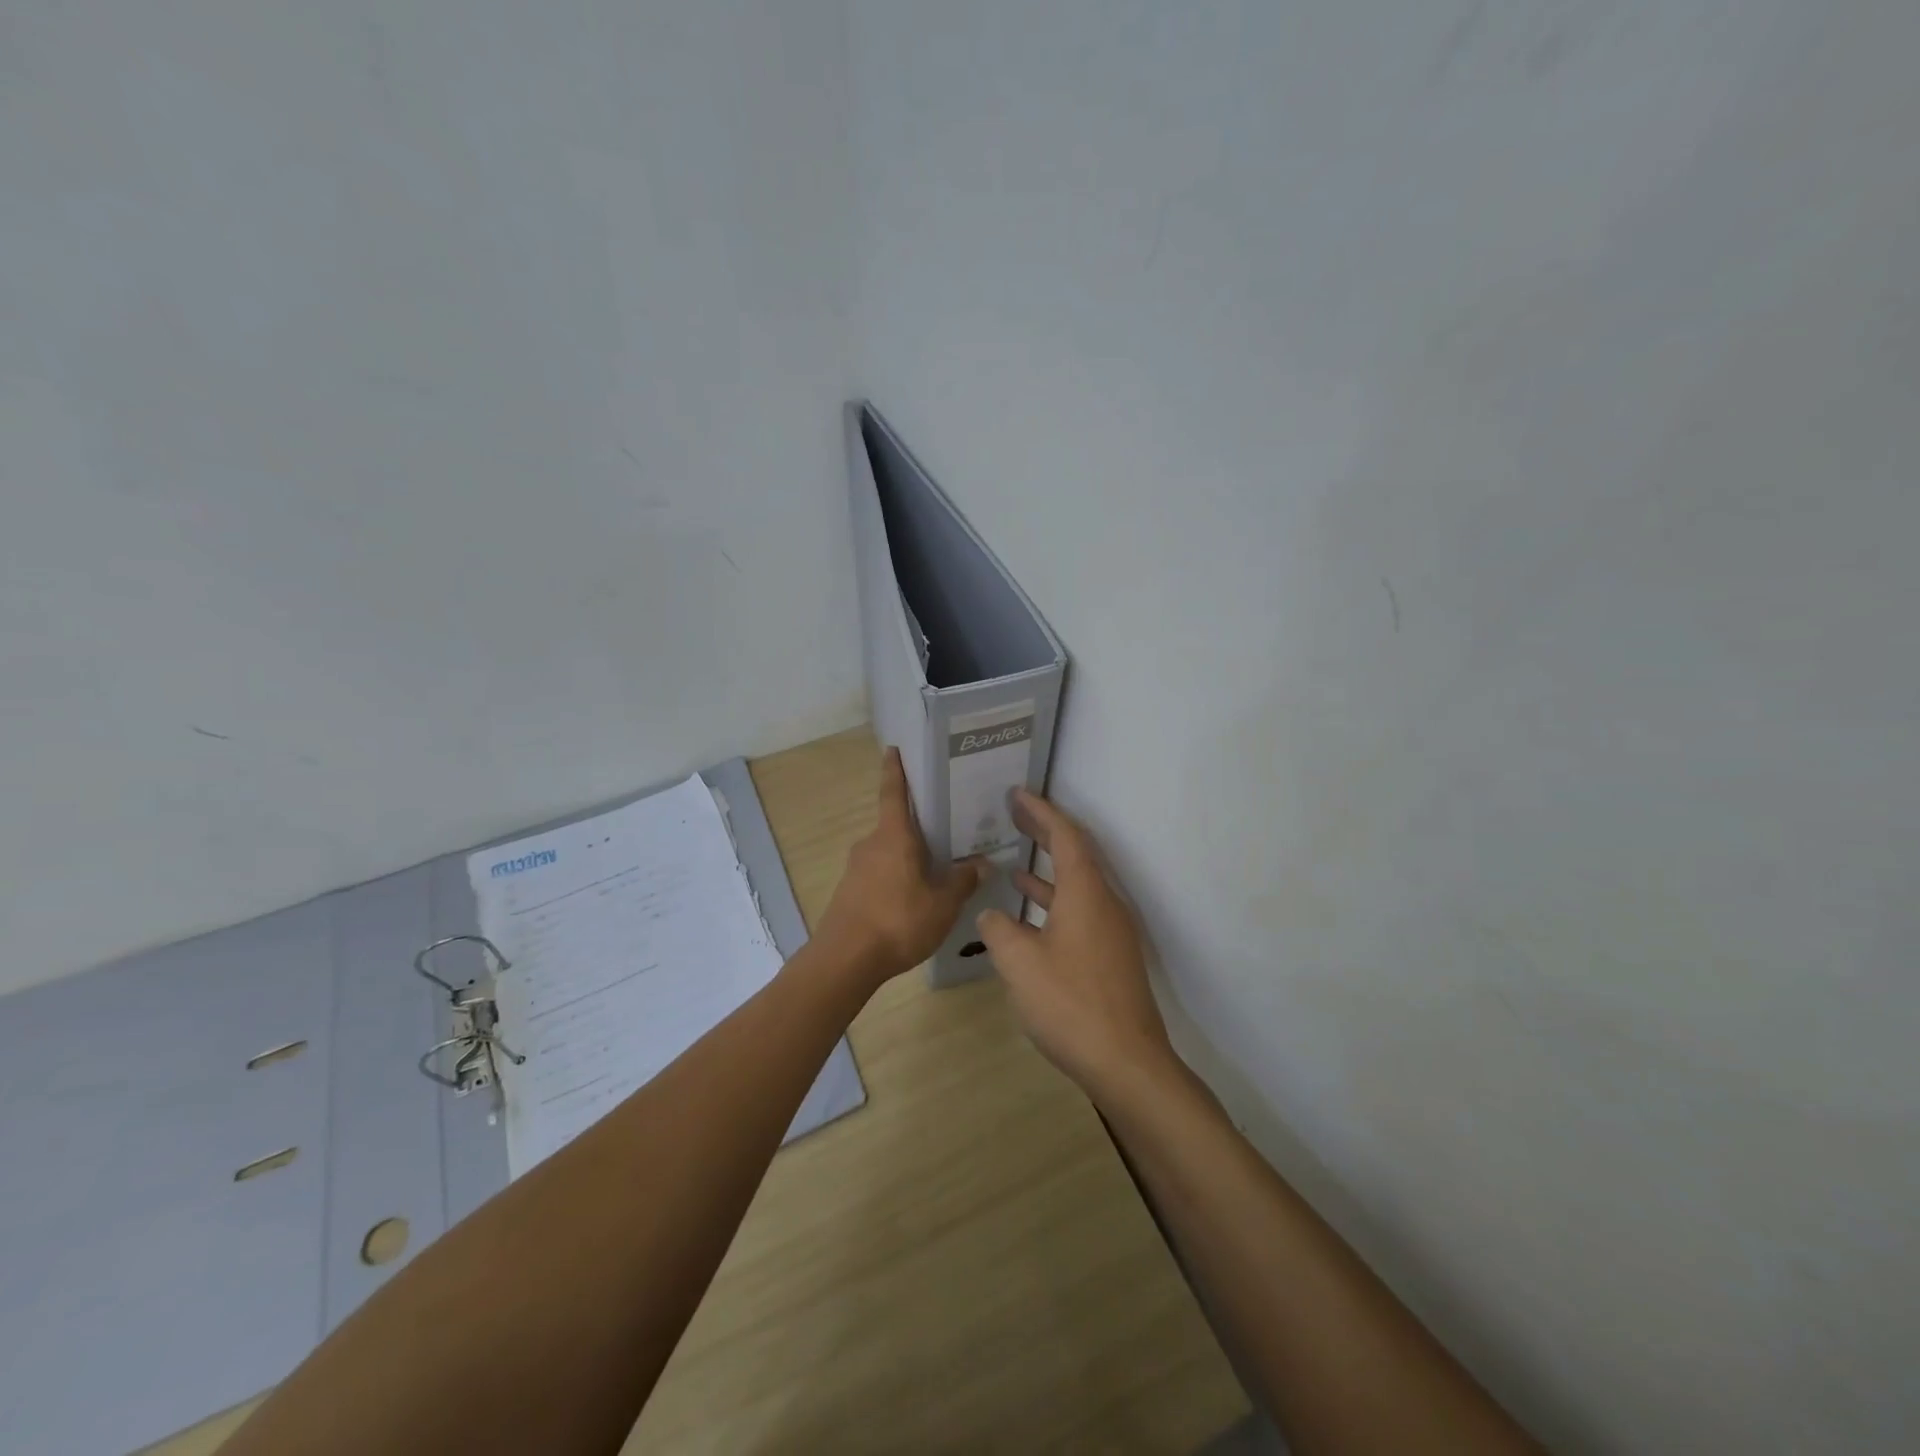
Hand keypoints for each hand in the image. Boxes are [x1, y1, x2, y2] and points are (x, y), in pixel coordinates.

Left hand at [815, 747, 988, 986]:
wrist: (845, 960)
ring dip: (908, 857)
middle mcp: (871, 844)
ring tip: (936, 870)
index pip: (894, 793)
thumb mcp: (943, 904)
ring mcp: (856, 869)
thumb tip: (982, 863)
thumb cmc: (898, 921)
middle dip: (917, 827)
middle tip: (945, 829)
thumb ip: (963, 881)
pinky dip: (896, 878)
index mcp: (893, 836)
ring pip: (888, 853)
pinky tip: (912, 899)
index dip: (895, 770)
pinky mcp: (849, 892)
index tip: (892, 749)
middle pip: (896, 826)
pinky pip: (879, 874)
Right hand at [975, 790, 1177, 1097]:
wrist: (1126, 1062)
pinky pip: (1080, 910)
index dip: (1041, 811)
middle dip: (1044, 832)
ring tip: (1013, 861)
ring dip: (1047, 870)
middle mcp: (1104, 903)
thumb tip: (992, 914)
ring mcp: (1111, 930)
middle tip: (1013, 814)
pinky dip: (1054, 902)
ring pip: (1077, 885)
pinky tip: (1028, 915)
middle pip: (1075, 854)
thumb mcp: (1020, 963)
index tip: (1017, 793)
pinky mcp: (1110, 955)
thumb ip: (999, 930)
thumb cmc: (1070, 1003)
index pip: (1066, 835)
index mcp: (1086, 893)